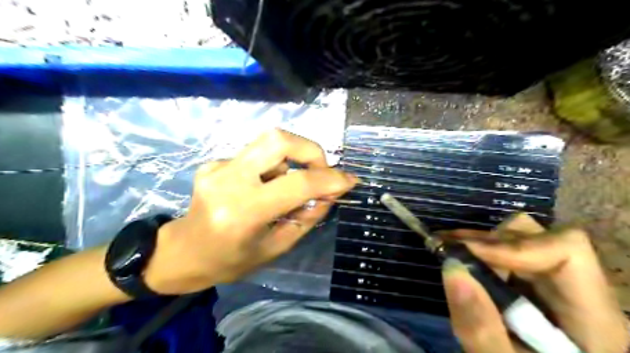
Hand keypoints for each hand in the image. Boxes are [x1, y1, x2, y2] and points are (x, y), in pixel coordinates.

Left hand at [144, 130, 356, 294]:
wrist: (182, 253)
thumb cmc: (231, 261)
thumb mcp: (277, 247)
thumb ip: (308, 217)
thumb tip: (332, 192)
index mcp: (243, 212)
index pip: (297, 184)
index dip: (330, 179)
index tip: (349, 180)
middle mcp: (228, 181)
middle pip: (278, 139)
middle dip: (310, 150)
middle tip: (321, 169)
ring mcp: (217, 167)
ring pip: (268, 143)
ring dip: (290, 162)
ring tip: (285, 189)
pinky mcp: (213, 162)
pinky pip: (255, 155)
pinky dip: (271, 168)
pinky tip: (261, 188)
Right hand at [443, 214, 629, 350]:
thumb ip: (480, 329)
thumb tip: (452, 267)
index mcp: (595, 321)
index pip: (567, 251)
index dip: (514, 245)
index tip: (468, 255)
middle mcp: (582, 294)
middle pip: (541, 238)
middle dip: (490, 242)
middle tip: (449, 248)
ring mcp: (560, 289)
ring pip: (524, 240)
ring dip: (483, 244)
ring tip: (450, 250)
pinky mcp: (539, 289)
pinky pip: (511, 255)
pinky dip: (483, 253)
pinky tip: (461, 260)